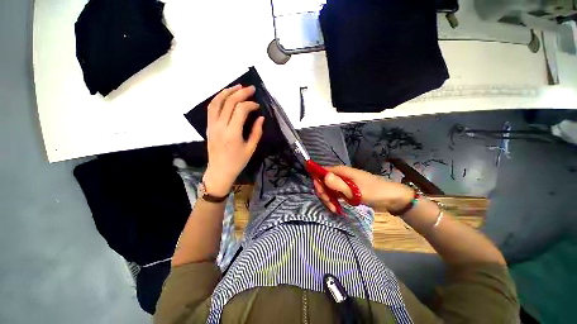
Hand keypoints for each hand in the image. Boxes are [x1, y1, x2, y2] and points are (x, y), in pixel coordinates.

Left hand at [204, 85, 263, 195]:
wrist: (219, 171)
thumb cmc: (237, 162)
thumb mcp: (251, 149)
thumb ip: (257, 132)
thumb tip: (260, 117)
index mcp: (232, 133)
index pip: (240, 110)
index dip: (250, 104)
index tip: (258, 106)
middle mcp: (220, 126)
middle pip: (229, 102)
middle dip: (241, 93)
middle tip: (251, 88)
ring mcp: (212, 125)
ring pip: (216, 102)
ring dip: (227, 91)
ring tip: (237, 86)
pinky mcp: (208, 126)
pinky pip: (211, 108)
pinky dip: (219, 98)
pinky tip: (226, 96)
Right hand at [313, 165, 413, 211]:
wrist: (391, 198)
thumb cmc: (374, 192)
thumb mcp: (355, 191)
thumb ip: (338, 184)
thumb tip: (323, 176)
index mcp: (340, 171)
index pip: (321, 172)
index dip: (318, 182)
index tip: (322, 194)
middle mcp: (340, 175)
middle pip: (323, 182)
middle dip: (324, 193)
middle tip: (330, 204)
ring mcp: (343, 183)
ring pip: (328, 189)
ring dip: (328, 199)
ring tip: (334, 209)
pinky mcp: (347, 190)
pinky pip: (335, 194)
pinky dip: (334, 200)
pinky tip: (337, 208)